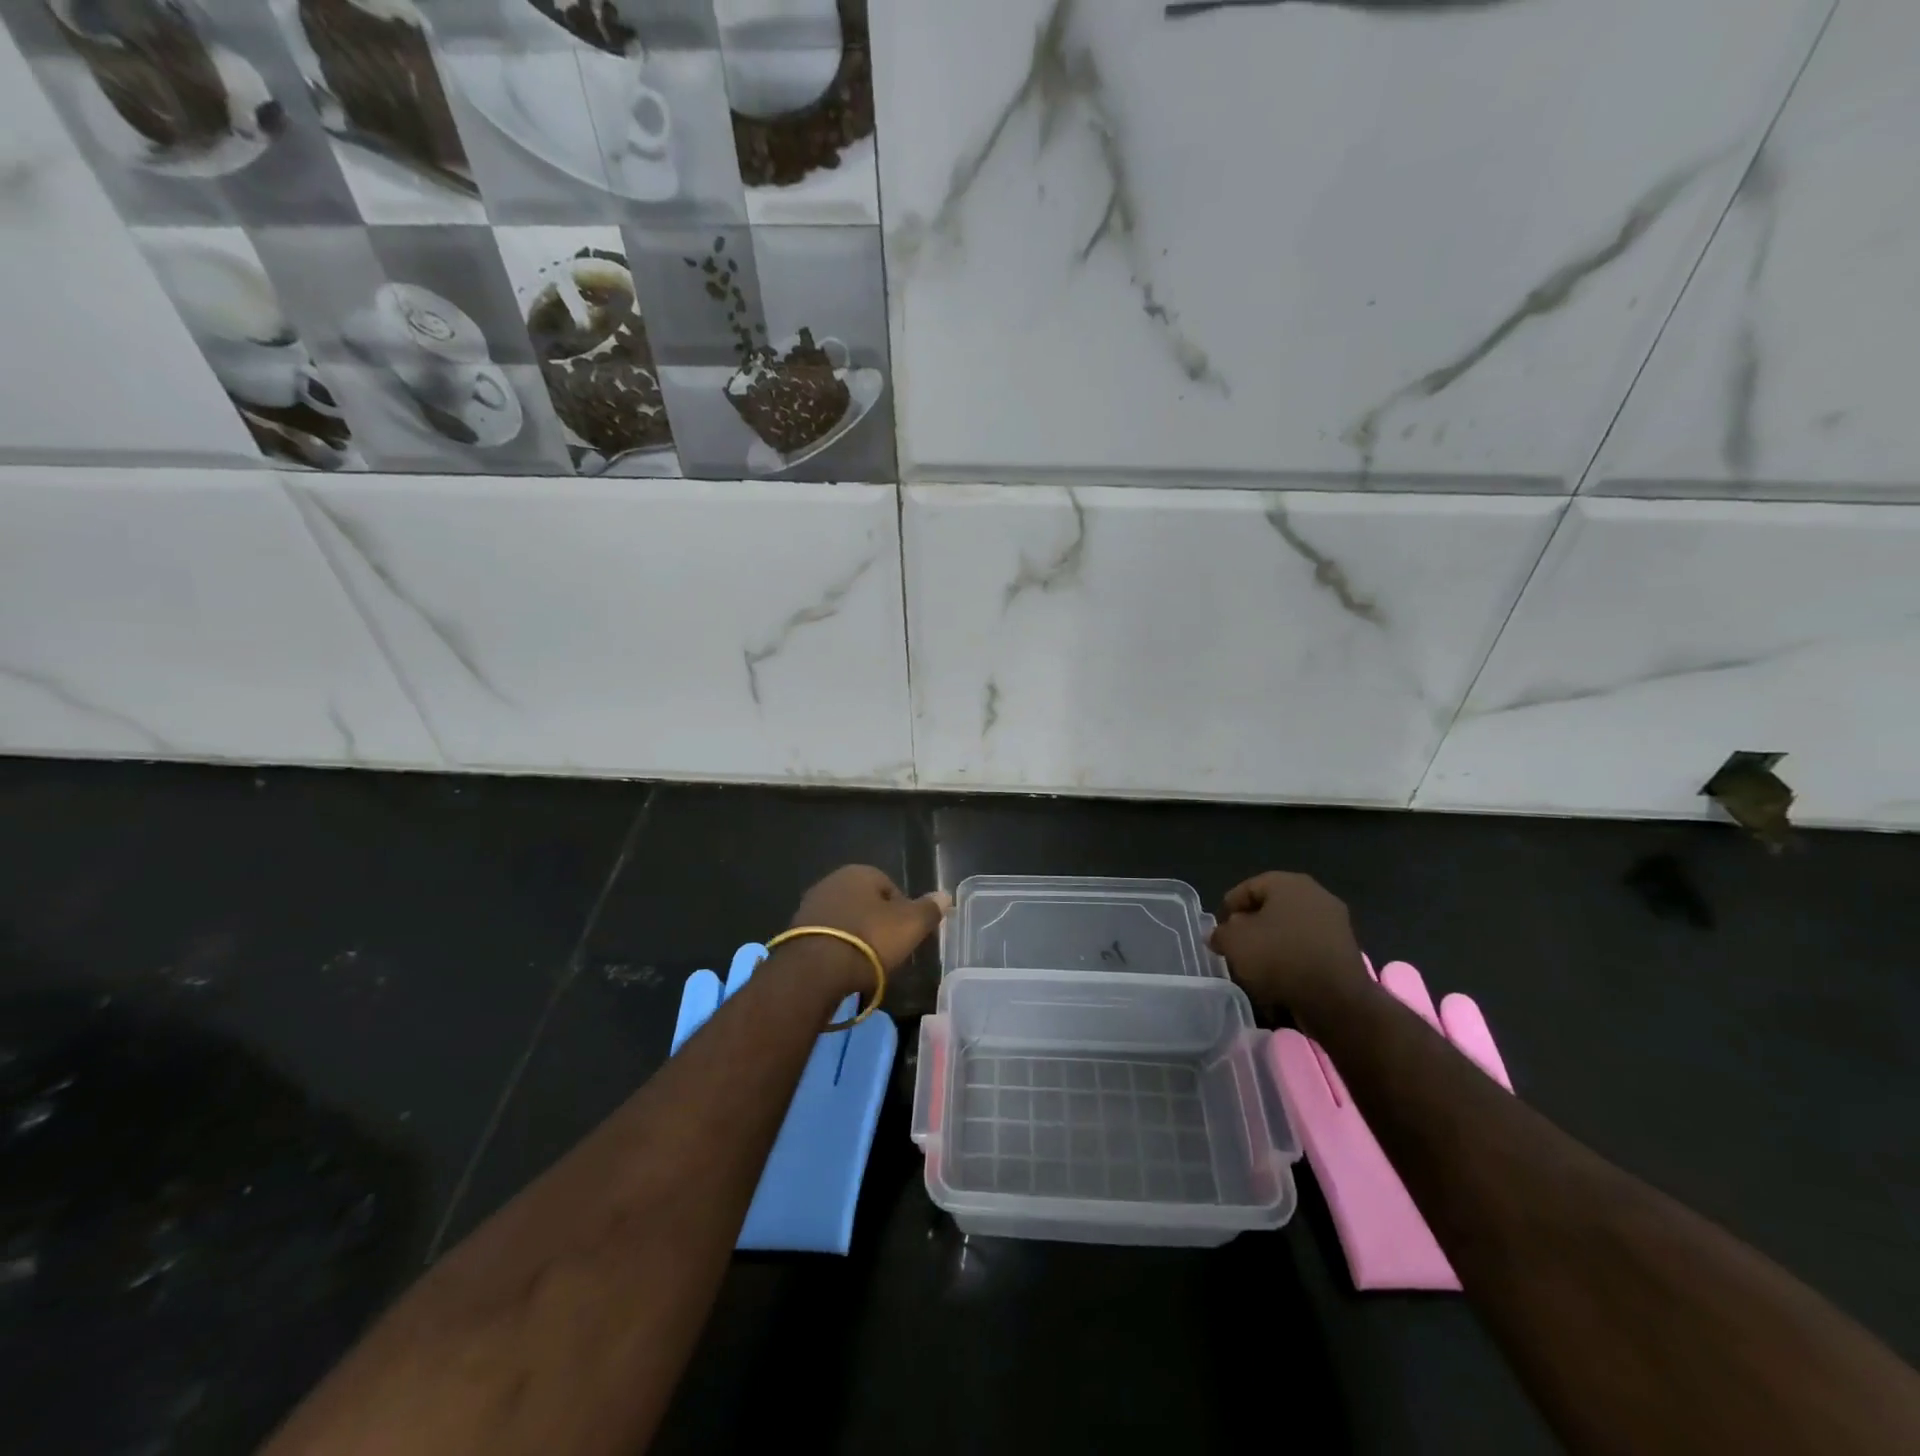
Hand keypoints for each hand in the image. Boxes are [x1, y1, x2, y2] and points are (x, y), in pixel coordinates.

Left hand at [789, 864, 949, 977]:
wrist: (815, 970)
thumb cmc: (870, 940)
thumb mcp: (910, 925)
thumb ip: (929, 909)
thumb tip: (945, 895)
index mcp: (860, 872)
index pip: (891, 887)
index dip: (902, 913)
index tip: (906, 937)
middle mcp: (832, 881)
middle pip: (866, 903)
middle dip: (877, 923)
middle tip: (888, 951)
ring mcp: (811, 905)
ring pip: (845, 920)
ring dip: (856, 937)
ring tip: (866, 964)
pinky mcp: (796, 931)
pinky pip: (827, 936)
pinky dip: (837, 948)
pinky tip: (843, 967)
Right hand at [1209, 871, 1371, 1022]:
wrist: (1336, 999)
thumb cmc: (1279, 957)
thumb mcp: (1234, 942)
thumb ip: (1220, 933)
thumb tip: (1220, 935)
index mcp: (1288, 883)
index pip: (1247, 888)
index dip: (1228, 909)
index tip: (1220, 932)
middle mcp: (1315, 894)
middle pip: (1271, 908)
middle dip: (1252, 927)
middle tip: (1236, 948)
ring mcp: (1335, 922)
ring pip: (1290, 929)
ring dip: (1272, 944)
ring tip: (1256, 968)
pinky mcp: (1345, 950)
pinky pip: (1308, 948)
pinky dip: (1292, 959)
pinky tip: (1281, 979)